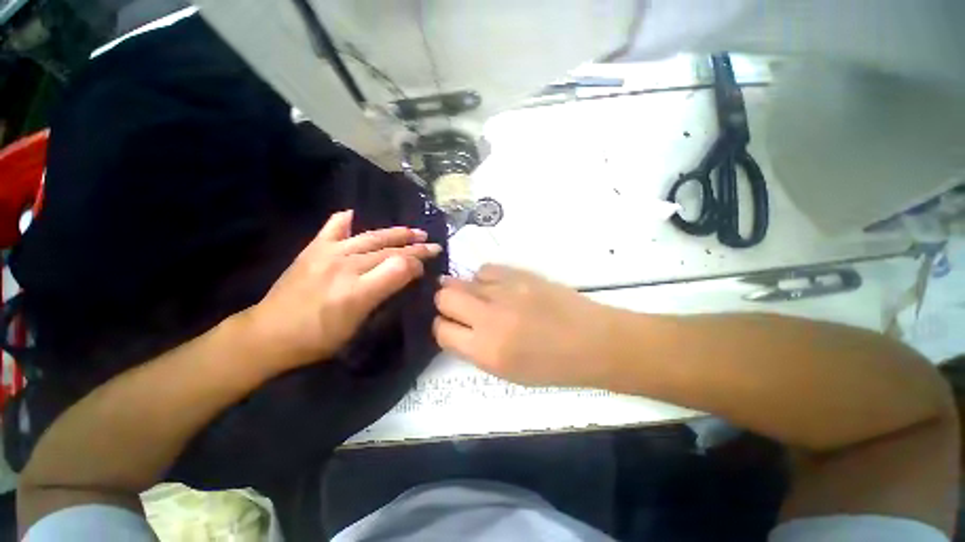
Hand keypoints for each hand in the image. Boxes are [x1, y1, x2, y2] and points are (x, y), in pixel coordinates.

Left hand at [243, 210, 441, 370]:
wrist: (269, 334)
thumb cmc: (319, 339)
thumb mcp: (358, 325)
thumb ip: (384, 295)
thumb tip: (406, 274)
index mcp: (357, 292)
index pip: (399, 267)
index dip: (417, 264)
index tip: (425, 268)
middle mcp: (345, 267)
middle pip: (389, 250)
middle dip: (416, 248)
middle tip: (433, 245)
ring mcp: (327, 253)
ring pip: (371, 237)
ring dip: (396, 233)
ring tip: (414, 231)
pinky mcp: (313, 248)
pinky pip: (333, 227)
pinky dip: (346, 220)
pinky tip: (355, 215)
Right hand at [433, 265, 620, 386]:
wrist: (592, 341)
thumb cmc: (550, 366)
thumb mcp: (506, 371)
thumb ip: (474, 348)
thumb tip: (454, 325)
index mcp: (487, 350)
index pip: (441, 330)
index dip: (442, 327)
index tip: (451, 326)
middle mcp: (490, 318)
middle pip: (445, 297)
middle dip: (446, 303)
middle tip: (458, 309)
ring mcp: (506, 291)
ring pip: (462, 280)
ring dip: (465, 290)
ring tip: (480, 298)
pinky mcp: (520, 274)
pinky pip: (486, 269)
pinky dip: (484, 279)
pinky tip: (496, 288)